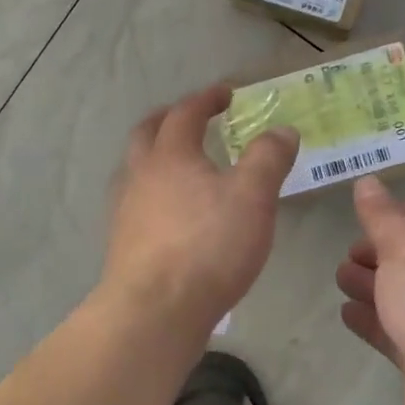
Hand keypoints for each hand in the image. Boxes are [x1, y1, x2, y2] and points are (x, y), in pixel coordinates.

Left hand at [103, 83, 299, 335]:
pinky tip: (170, 213)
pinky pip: (135, 202)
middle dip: (169, 119)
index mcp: (170, 155)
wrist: (154, 311)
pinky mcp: (122, 243)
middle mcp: (140, 175)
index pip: (185, 113)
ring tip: (181, 166)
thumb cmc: (208, 246)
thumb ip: (268, 158)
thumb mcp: (253, 197)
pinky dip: (153, 192)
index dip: (206, 99)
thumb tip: (282, 130)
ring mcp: (125, 210)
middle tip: (191, 118)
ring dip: (155, 156)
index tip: (226, 93)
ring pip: (135, 168)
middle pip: (147, 133)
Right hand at [335, 176, 404, 404]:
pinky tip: (346, 314)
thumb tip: (368, 181)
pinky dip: (373, 321)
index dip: (399, 212)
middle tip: (347, 253)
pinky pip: (397, 333)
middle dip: (381, 253)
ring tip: (340, 279)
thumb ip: (382, 217)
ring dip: (373, 286)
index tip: (366, 214)